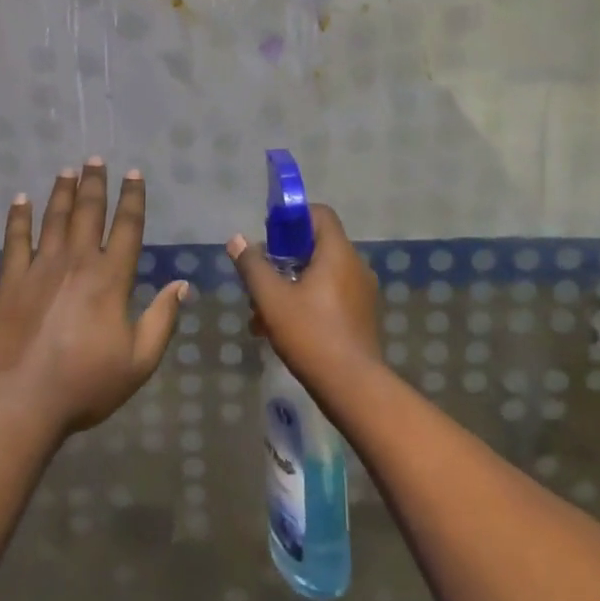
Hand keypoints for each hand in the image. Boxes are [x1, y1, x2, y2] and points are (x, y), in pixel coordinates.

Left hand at [0, 160, 183, 436]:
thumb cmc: (86, 384)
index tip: (134, 174)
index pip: (127, 228)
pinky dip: (18, 218)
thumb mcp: (139, 360)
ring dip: (62, 192)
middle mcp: (77, 263)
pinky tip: (20, 200)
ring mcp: (41, 269)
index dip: (133, 198)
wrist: (20, 402)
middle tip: (96, 159)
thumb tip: (182, 284)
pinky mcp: (11, 282)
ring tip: (67, 169)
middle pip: (89, 213)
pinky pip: (15, 241)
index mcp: (111, 278)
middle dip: (95, 184)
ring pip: (54, 219)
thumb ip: (162, 319)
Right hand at [227, 204, 380, 396]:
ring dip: (291, 286)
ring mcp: (362, 292)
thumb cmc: (311, 334)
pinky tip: (283, 330)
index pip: (320, 214)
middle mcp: (355, 265)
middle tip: (260, 282)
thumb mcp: (272, 299)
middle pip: (316, 246)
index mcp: (338, 252)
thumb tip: (237, 239)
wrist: (353, 386)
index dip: (292, 218)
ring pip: (321, 275)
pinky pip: (331, 295)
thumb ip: (253, 266)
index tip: (269, 238)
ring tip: (262, 314)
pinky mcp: (362, 315)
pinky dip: (307, 302)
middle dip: (283, 261)